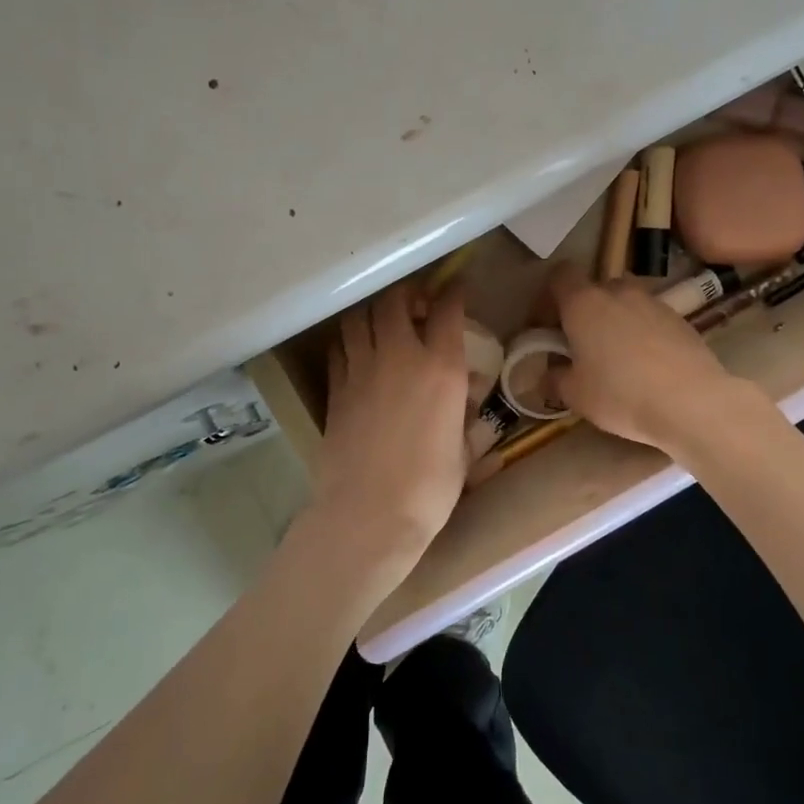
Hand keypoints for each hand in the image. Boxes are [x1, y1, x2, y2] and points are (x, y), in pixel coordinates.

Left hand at [304, 283, 470, 587]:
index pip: (447, 311)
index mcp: (440, 368)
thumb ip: (465, 418)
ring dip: (373, 312)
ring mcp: (361, 370)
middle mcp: (399, 357)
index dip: (452, 293)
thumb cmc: (429, 489)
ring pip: (359, 318)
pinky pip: (340, 348)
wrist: (369, 515)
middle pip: (394, 301)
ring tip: (383, 322)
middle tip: (416, 303)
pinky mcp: (335, 390)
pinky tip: (358, 351)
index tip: (455, 289)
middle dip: (407, 294)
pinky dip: (350, 340)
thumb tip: (467, 404)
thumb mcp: (463, 451)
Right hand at [548, 262, 755, 455]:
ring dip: (615, 322)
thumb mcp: (575, 395)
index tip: (547, 326)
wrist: (692, 403)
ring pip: (625, 303)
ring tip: (616, 358)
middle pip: (594, 289)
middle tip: (580, 345)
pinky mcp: (681, 319)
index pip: (559, 276)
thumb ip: (555, 379)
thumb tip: (547, 375)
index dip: (548, 297)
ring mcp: (654, 302)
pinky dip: (642, 334)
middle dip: (584, 312)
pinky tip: (646, 366)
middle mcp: (618, 291)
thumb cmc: (621, 394)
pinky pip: (650, 319)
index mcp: (584, 302)